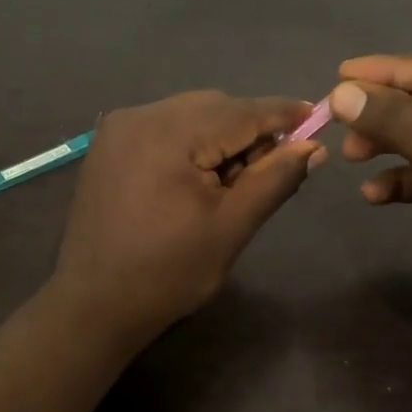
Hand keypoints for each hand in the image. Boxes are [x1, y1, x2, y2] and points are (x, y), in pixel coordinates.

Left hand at [51, 91, 324, 343]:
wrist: (94, 305)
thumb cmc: (169, 272)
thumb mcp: (231, 227)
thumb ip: (274, 179)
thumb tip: (313, 146)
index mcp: (169, 133)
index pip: (240, 111)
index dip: (282, 113)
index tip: (317, 115)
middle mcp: (141, 115)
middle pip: (214, 106)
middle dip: (250, 129)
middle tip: (275, 166)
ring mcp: (120, 127)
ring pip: (190, 113)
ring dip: (221, 135)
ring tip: (234, 179)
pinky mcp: (110, 144)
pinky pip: (165, 126)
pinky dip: (192, 141)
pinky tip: (200, 175)